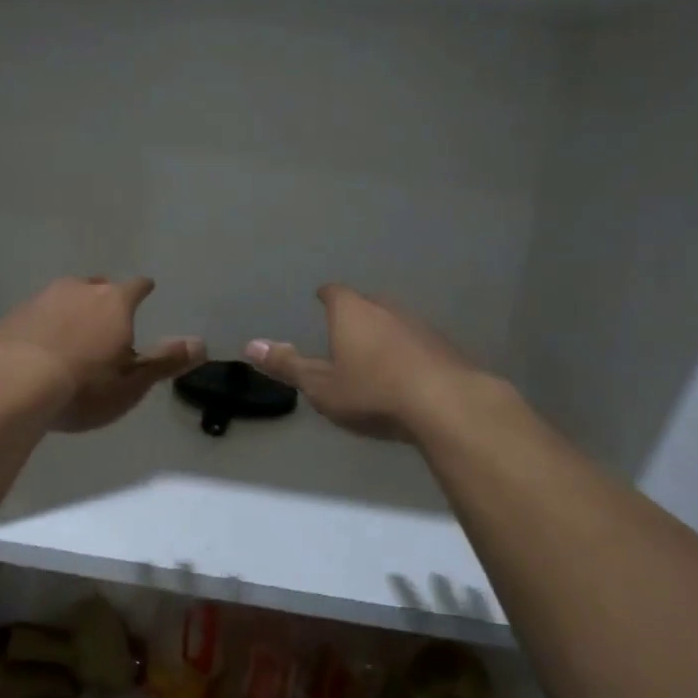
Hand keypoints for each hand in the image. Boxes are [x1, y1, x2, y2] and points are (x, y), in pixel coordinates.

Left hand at [0, 277, 202, 432]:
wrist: (12, 383)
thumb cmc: (84, 386)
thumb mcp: (132, 382)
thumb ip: (166, 361)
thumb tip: (202, 344)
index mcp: (115, 302)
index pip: (136, 287)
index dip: (143, 290)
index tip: (147, 290)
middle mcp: (80, 289)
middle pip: (99, 286)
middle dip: (106, 299)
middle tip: (109, 318)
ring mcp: (44, 298)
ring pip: (66, 296)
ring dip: (73, 309)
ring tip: (74, 332)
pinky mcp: (15, 313)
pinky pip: (39, 312)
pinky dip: (46, 323)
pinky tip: (42, 344)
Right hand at [244, 284, 481, 440]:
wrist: (446, 404)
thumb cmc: (372, 392)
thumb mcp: (321, 386)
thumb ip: (287, 365)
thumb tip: (250, 345)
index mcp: (352, 312)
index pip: (334, 293)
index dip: (326, 297)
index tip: (321, 301)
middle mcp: (386, 308)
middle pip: (366, 303)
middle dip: (355, 315)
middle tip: (344, 332)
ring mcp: (419, 325)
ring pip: (394, 321)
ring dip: (384, 334)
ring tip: (374, 355)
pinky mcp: (444, 346)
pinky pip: (417, 342)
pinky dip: (407, 352)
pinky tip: (406, 374)